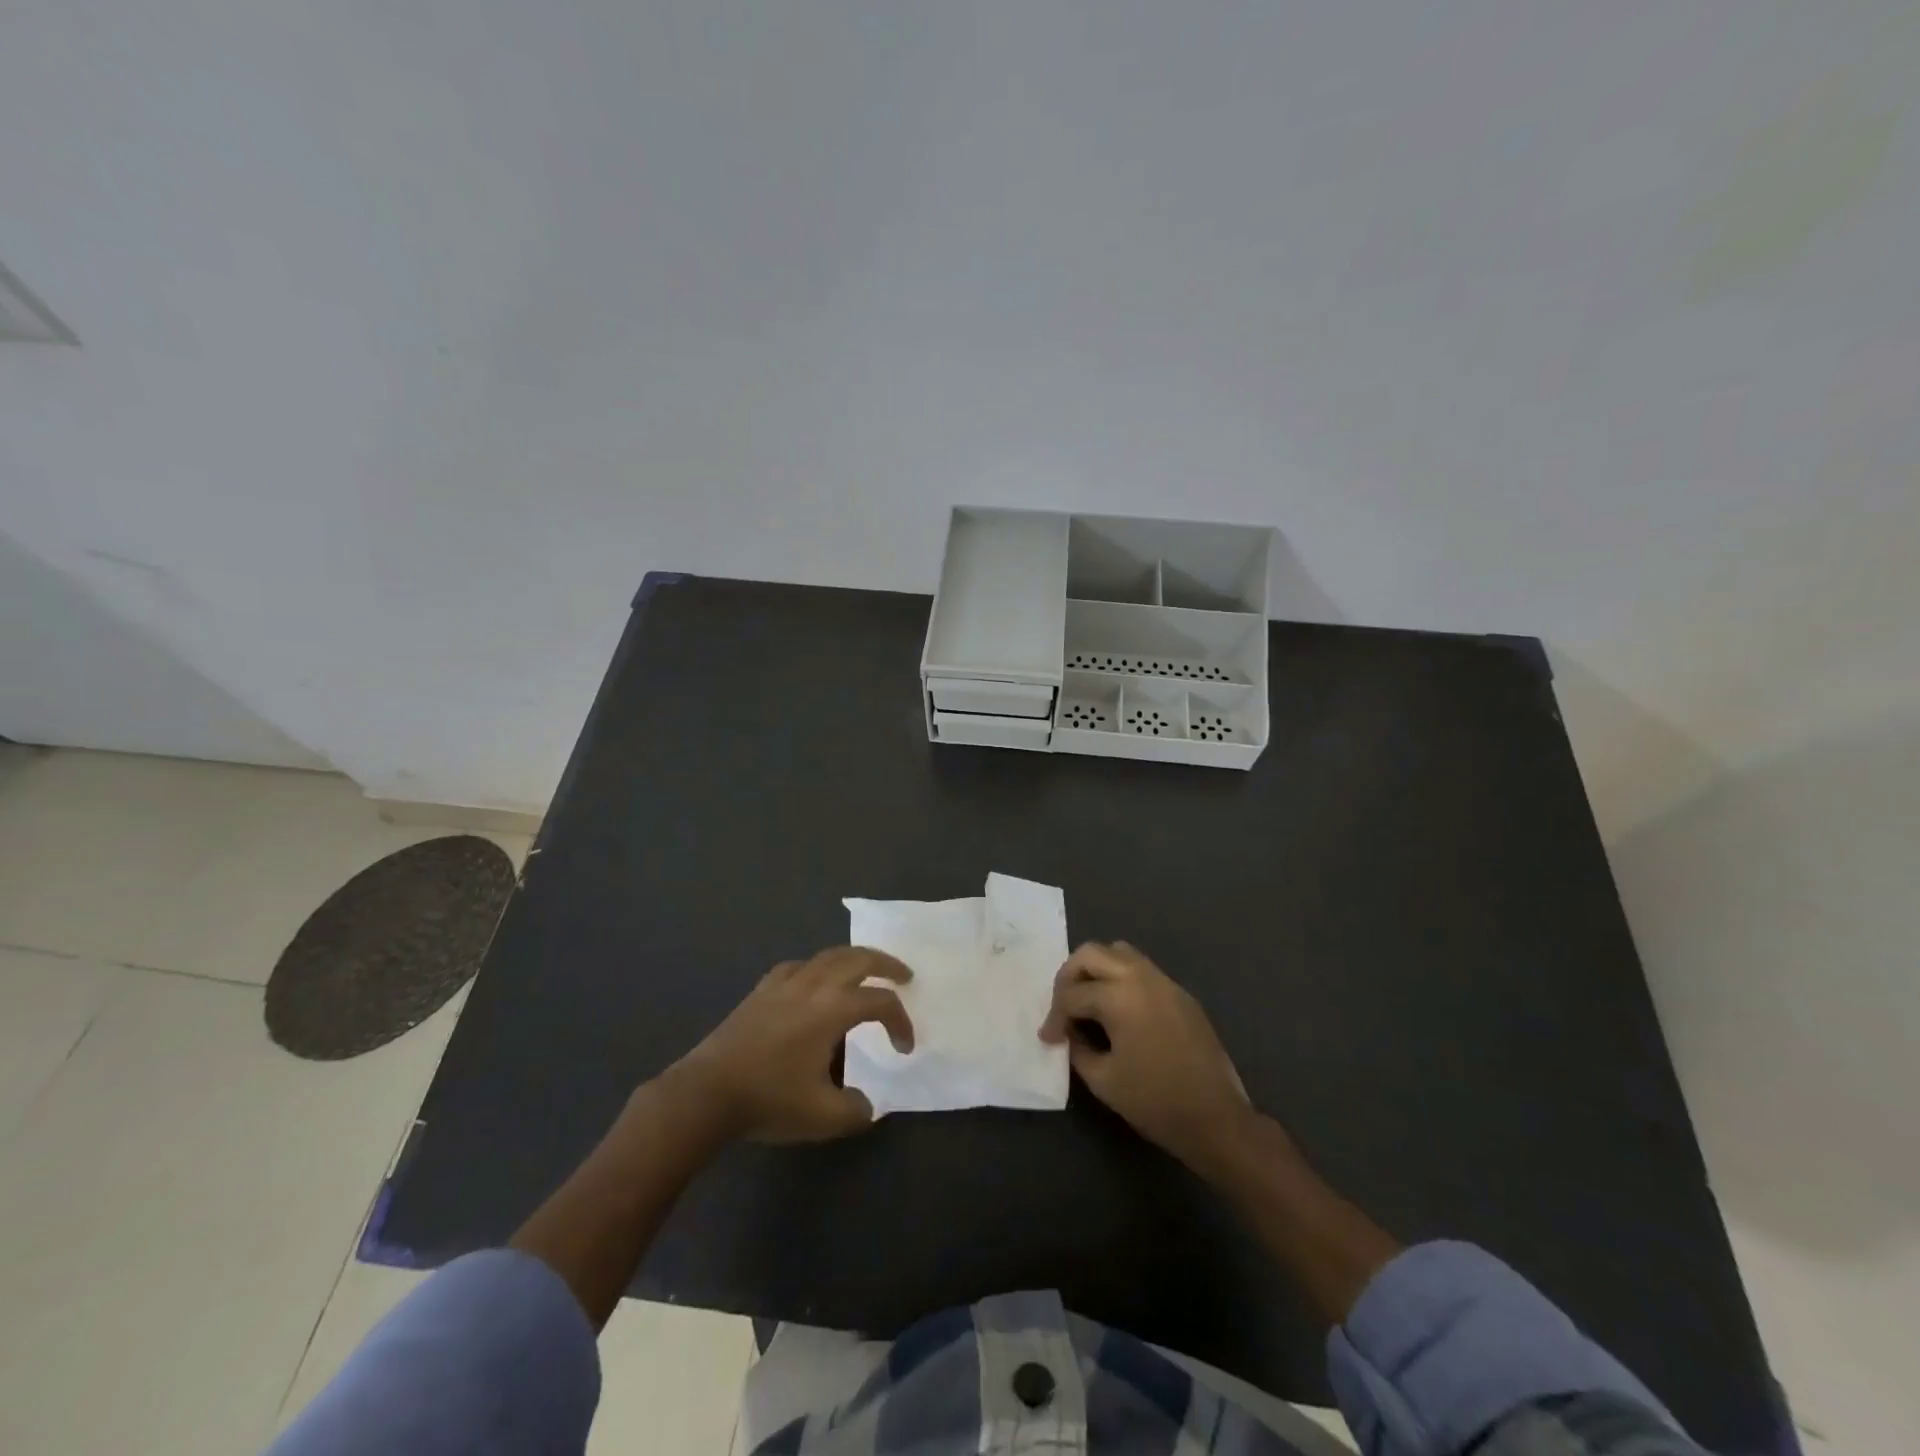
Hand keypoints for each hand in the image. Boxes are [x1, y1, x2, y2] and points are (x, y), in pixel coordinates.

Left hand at [673, 947, 912, 1142]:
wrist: (707, 1093)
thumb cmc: (769, 1099)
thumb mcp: (823, 1116)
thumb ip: (857, 1110)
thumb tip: (866, 1103)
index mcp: (834, 1008)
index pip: (881, 1002)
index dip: (901, 1022)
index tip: (904, 1049)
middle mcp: (814, 984)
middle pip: (859, 958)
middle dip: (887, 964)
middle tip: (904, 975)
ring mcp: (785, 982)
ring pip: (829, 955)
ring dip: (854, 958)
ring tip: (866, 970)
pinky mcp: (762, 989)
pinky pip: (799, 966)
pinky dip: (818, 968)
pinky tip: (814, 982)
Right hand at [1039, 941, 1252, 1167]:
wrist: (1217, 1120)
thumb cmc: (1155, 1102)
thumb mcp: (1102, 1080)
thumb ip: (1077, 1048)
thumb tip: (1070, 1033)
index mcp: (1119, 996)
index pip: (1071, 994)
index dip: (1054, 1017)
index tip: (1048, 1039)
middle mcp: (1141, 977)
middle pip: (1091, 954)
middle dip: (1068, 977)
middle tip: (1063, 1008)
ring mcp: (1165, 982)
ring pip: (1119, 952)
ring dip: (1096, 970)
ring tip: (1088, 1002)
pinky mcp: (1181, 994)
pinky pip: (1142, 970)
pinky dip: (1121, 979)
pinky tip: (1119, 1012)